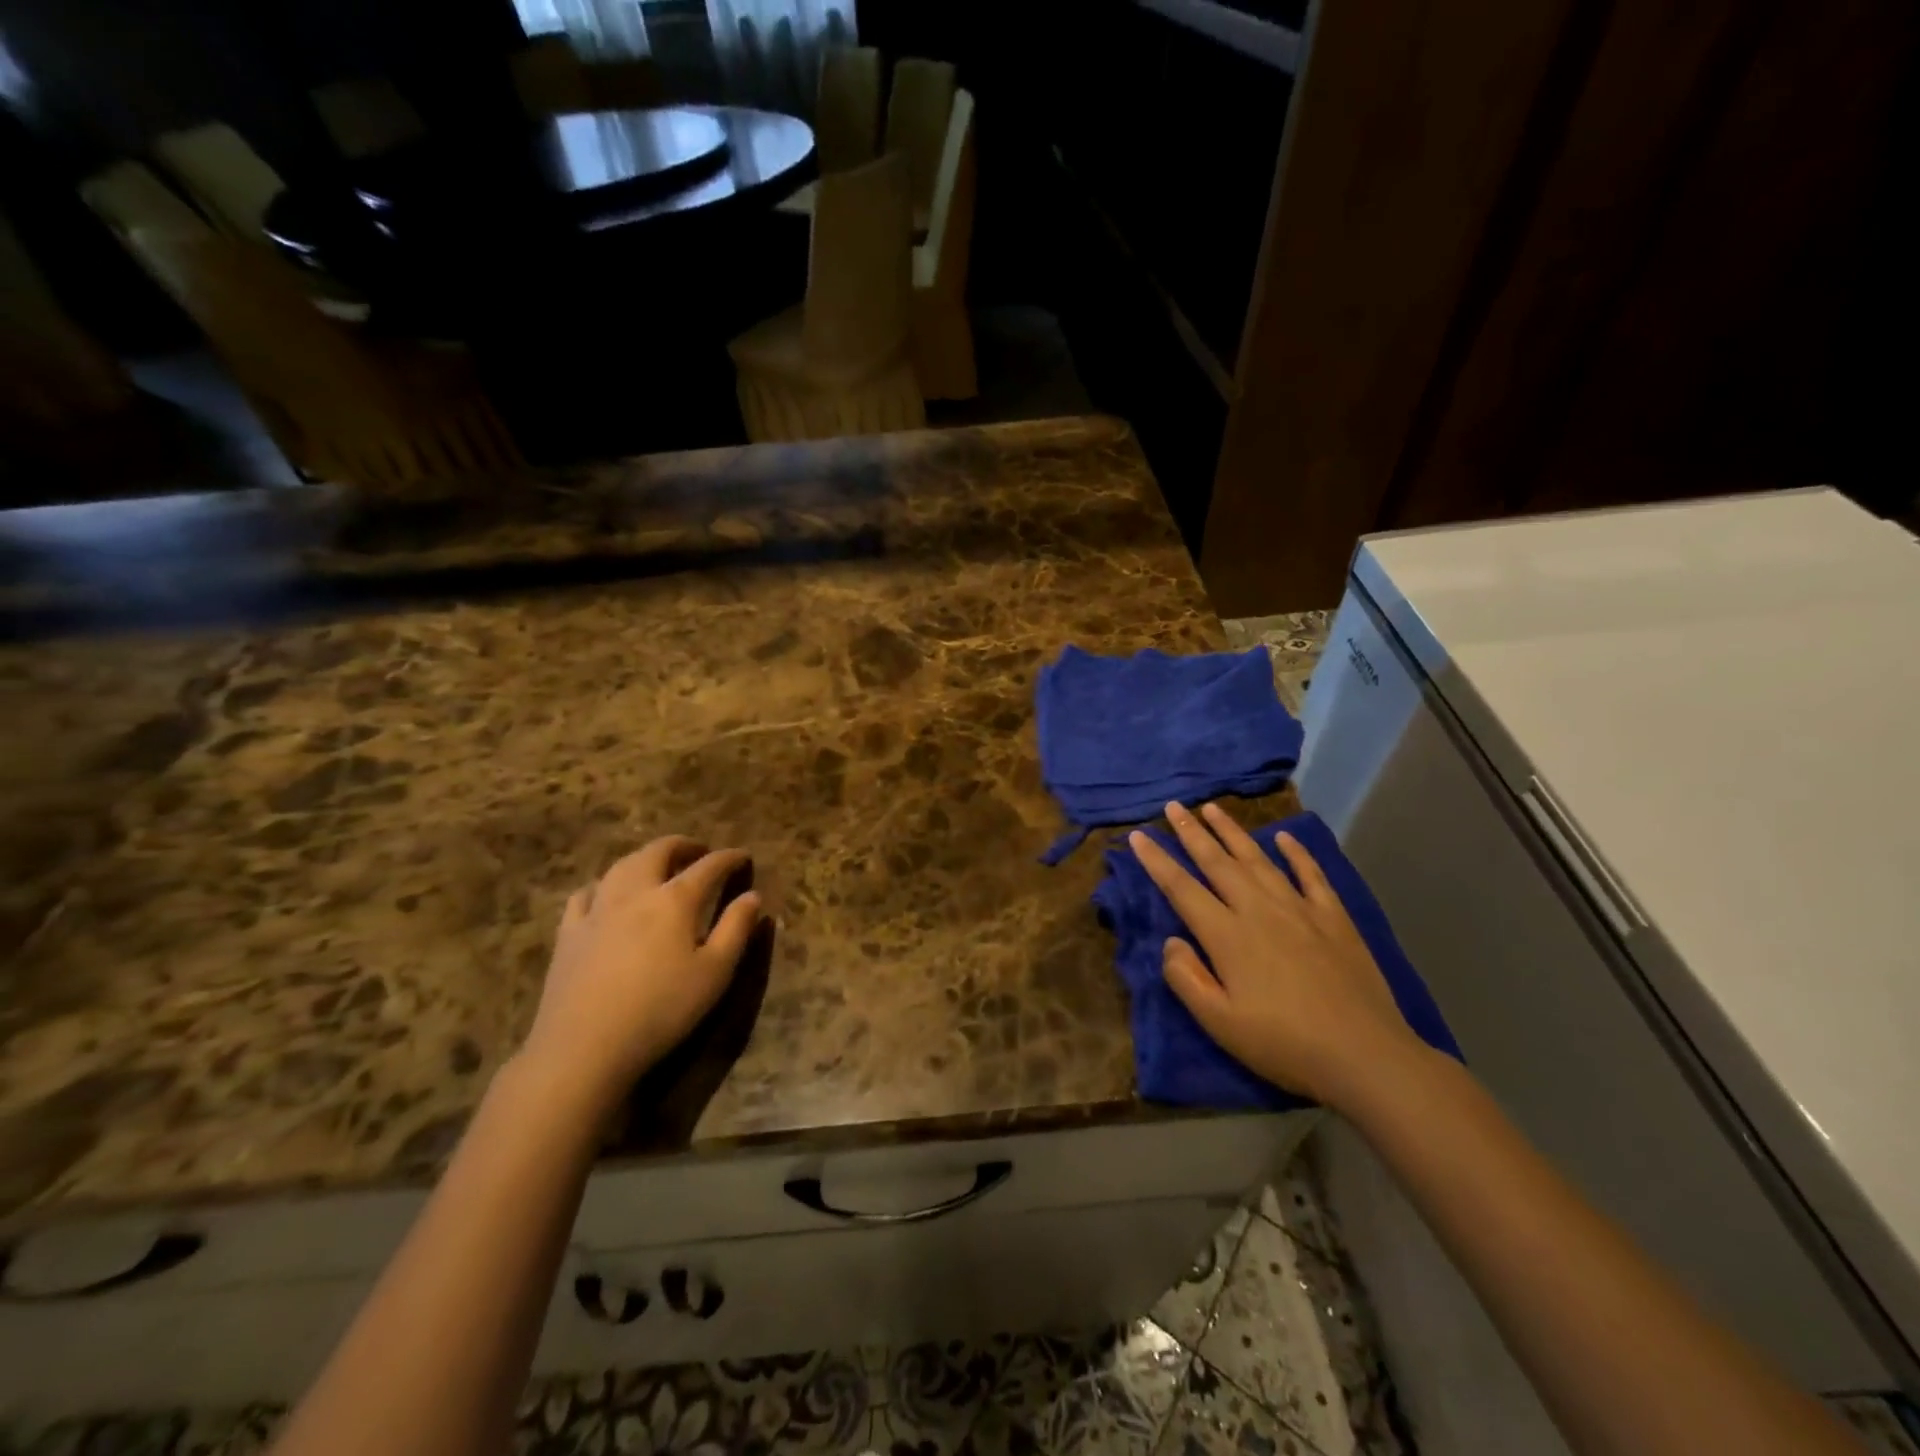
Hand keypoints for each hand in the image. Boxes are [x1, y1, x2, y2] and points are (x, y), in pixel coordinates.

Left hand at [519, 836, 763, 1117]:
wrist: (584, 1046)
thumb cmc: (662, 1009)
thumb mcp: (715, 973)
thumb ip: (736, 929)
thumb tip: (753, 895)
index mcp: (676, 899)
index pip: (709, 866)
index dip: (729, 858)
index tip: (743, 856)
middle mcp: (636, 892)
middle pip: (659, 852)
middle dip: (683, 846)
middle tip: (699, 851)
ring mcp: (597, 910)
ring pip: (622, 866)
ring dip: (645, 858)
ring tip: (657, 865)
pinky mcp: (568, 933)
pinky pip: (585, 894)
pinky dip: (603, 884)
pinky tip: (605, 894)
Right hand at [1129, 802, 1424, 1108]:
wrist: (1365, 1055)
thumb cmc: (1283, 1044)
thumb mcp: (1219, 1023)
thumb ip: (1186, 977)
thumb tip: (1171, 941)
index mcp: (1227, 935)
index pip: (1181, 888)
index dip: (1156, 861)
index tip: (1137, 835)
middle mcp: (1258, 910)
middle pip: (1217, 862)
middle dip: (1191, 832)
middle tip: (1173, 806)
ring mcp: (1299, 909)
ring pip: (1258, 859)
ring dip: (1232, 831)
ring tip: (1212, 808)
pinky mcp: (1334, 918)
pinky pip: (1311, 874)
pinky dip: (1297, 853)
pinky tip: (1285, 837)